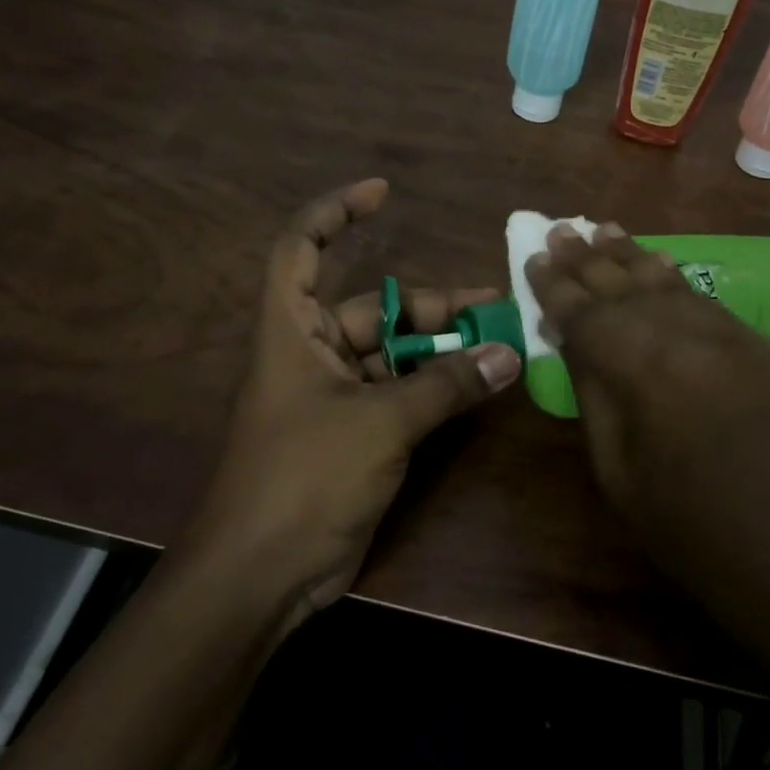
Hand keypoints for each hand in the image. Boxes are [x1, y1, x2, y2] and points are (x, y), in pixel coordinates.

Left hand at [187, 179, 520, 626]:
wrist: (262, 575)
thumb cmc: (305, 477)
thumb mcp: (381, 423)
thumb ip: (446, 386)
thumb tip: (507, 355)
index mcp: (292, 331)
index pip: (301, 248)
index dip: (335, 213)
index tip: (383, 194)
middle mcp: (310, 354)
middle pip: (372, 310)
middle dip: (429, 308)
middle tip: (491, 310)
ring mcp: (331, 398)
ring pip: (392, 357)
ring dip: (439, 353)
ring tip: (496, 348)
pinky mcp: (352, 436)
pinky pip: (398, 396)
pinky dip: (434, 390)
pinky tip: (475, 389)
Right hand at [525, 223, 769, 644]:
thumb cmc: (690, 532)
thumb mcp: (617, 471)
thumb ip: (595, 394)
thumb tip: (575, 342)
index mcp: (644, 369)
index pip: (587, 313)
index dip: (555, 286)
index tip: (532, 257)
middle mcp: (690, 336)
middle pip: (628, 286)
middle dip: (589, 258)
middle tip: (561, 229)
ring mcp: (737, 338)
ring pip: (672, 283)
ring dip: (632, 256)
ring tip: (604, 229)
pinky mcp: (769, 349)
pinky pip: (709, 302)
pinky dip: (677, 280)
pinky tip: (661, 264)